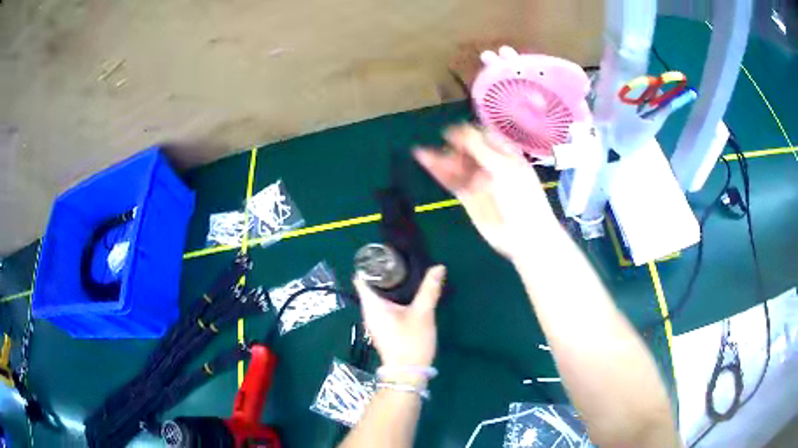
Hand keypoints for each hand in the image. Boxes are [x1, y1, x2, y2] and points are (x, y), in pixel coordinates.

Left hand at [353, 266, 445, 367]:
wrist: (407, 373)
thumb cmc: (411, 342)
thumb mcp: (423, 313)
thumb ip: (430, 289)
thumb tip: (438, 267)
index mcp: (372, 305)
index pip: (361, 278)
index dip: (369, 264)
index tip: (384, 254)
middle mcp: (368, 311)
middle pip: (369, 285)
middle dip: (382, 272)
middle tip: (399, 261)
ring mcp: (374, 321)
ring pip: (376, 296)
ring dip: (387, 285)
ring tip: (403, 273)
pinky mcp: (382, 328)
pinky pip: (381, 305)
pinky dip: (390, 296)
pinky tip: (404, 294)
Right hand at [414, 125, 557, 260]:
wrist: (524, 234)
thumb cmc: (521, 197)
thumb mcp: (504, 167)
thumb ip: (480, 148)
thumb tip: (460, 129)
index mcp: (504, 153)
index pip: (482, 135)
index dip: (467, 132)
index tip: (451, 133)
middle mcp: (490, 164)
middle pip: (466, 149)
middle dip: (452, 145)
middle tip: (441, 146)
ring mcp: (478, 181)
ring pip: (456, 165)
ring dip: (440, 157)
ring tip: (421, 152)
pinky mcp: (467, 196)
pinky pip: (451, 180)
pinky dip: (438, 171)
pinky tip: (426, 161)